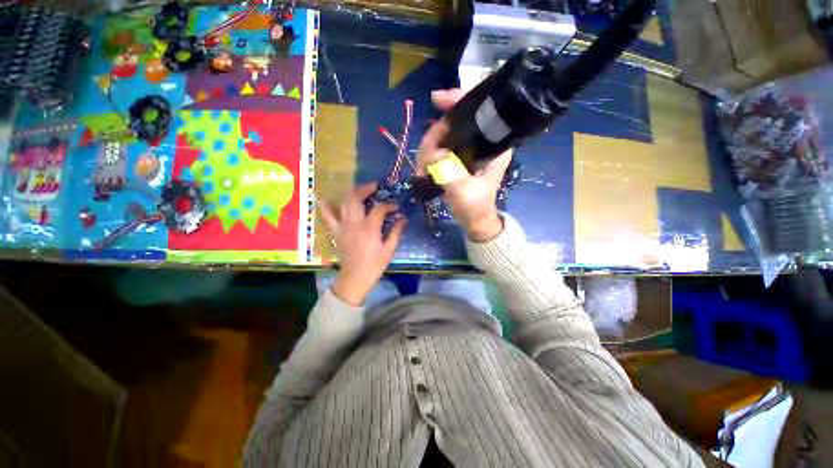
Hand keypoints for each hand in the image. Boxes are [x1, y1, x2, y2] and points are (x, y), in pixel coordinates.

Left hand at [319, 183, 406, 305]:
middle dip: (365, 188)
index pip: (379, 208)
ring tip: (359, 190)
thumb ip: (396, 232)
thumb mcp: (389, 250)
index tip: (396, 207)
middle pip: (356, 198)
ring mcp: (342, 226)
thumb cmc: (374, 265)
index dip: (389, 205)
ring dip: (351, 193)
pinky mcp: (336, 232)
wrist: (354, 279)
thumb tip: (403, 218)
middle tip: (374, 186)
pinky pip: (328, 216)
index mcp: (370, 228)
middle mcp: (354, 223)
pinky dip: (326, 207)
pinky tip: (326, 199)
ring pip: (343, 202)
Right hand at [417, 89, 510, 241]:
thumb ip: (450, 173)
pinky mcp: (459, 158)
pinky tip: (424, 168)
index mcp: (494, 144)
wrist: (475, 221)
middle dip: (434, 136)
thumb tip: (431, 155)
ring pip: (444, 135)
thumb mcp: (465, 192)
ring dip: (428, 149)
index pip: (480, 110)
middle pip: (455, 122)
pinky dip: (429, 155)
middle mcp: (483, 141)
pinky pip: (441, 147)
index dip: (458, 100)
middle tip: (423, 159)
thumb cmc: (475, 207)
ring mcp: (469, 150)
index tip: (436, 100)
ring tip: (422, 170)